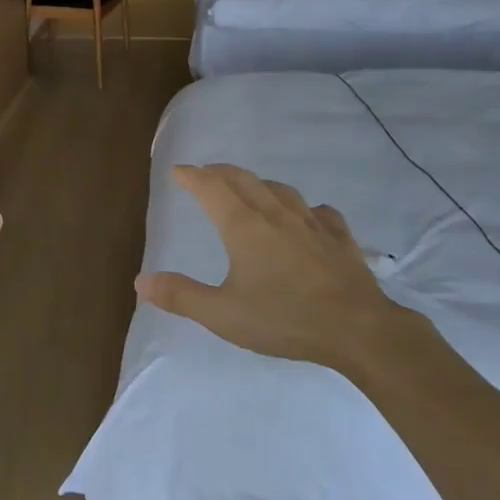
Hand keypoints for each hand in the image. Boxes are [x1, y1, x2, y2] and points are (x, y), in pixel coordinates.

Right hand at [134, 163, 413, 372]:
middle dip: (220, 172)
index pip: (211, 188)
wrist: (358, 329)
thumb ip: (181, 296)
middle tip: (206, 173)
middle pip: (243, 180)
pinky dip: (306, 208)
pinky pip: (320, 212)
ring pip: (281, 190)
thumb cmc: (284, 319)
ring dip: (259, 184)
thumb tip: (140, 281)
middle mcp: (276, 214)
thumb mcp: (223, 314)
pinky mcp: (340, 238)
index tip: (178, 170)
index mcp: (243, 226)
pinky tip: (309, 216)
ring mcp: (312, 223)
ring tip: (251, 189)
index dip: (192, 176)